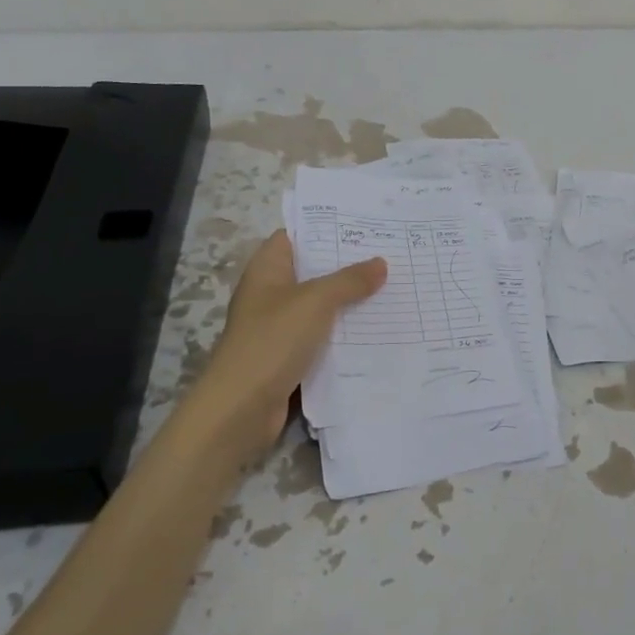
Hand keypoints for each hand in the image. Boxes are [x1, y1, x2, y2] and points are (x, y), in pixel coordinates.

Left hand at [185, 230, 385, 456]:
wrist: (241, 409)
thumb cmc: (273, 341)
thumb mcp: (315, 301)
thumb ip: (349, 280)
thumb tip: (381, 263)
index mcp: (267, 270)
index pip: (296, 236)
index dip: (326, 228)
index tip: (364, 226)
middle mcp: (271, 294)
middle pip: (313, 271)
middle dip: (349, 266)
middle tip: (390, 256)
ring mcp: (280, 327)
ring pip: (322, 307)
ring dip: (351, 302)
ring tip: (393, 289)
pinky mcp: (290, 357)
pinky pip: (323, 338)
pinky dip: (346, 334)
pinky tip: (378, 330)